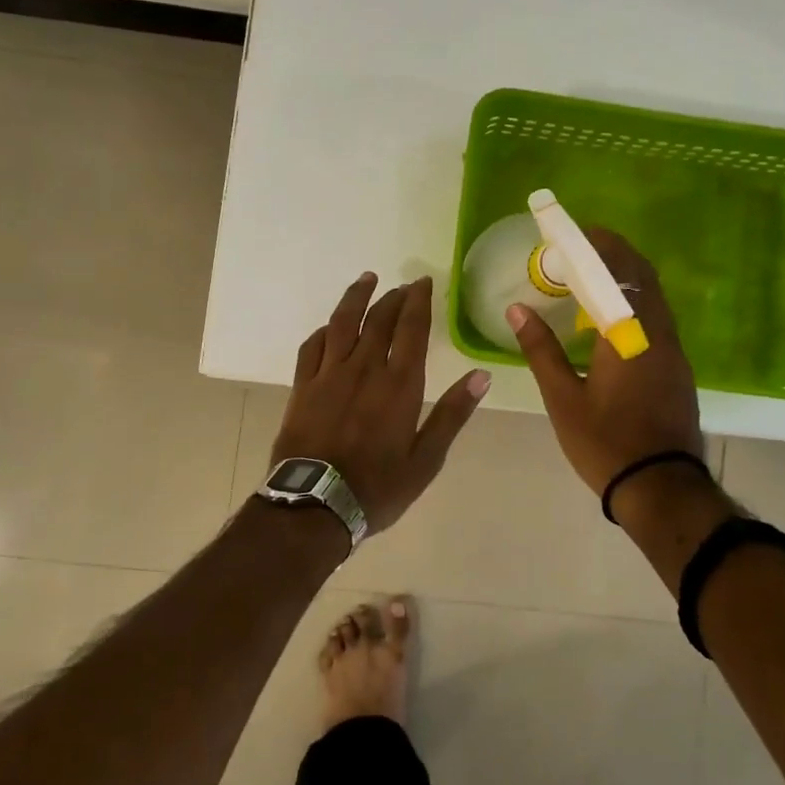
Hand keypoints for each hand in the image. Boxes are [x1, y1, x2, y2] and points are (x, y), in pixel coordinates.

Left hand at [273, 273, 491, 536]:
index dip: (418, 302)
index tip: (423, 282)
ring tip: (367, 279)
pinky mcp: (303, 387)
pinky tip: (330, 326)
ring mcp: (329, 375)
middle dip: (393, 297)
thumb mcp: (426, 459)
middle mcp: (364, 369)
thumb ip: (451, 414)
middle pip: (379, 320)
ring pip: (343, 323)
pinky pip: (312, 347)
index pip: (412, 329)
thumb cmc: (378, 487)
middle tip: (403, 285)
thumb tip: (480, 376)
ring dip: (356, 298)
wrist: (315, 505)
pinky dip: (324, 330)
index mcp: (399, 384)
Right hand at [507, 229, 705, 503]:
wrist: (660, 487)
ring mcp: (674, 353)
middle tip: (585, 249)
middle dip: (617, 256)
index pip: (619, 273)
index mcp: (629, 336)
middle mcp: (658, 335)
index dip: (601, 246)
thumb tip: (517, 310)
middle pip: (644, 279)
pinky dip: (636, 305)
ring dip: (628, 280)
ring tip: (594, 280)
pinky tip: (612, 321)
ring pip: (654, 300)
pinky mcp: (678, 370)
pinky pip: (657, 321)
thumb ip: (540, 350)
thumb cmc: (605, 443)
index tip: (581, 230)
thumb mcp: (563, 398)